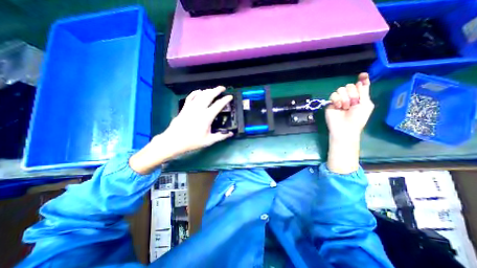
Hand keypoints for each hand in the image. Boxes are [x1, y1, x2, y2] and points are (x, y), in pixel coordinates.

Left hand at [130, 86, 233, 173]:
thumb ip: (220, 136)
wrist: (173, 141)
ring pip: (200, 95)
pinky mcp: (184, 108)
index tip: (230, 96)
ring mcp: (190, 107)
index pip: (218, 105)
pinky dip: (195, 93)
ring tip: (213, 89)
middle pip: (209, 95)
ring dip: (208, 90)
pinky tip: (199, 91)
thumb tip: (231, 134)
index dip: (225, 99)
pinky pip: (190, 97)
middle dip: (216, 90)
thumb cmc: (192, 142)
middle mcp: (199, 109)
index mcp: (206, 117)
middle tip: (222, 88)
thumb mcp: (208, 141)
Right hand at [327, 72, 373, 173]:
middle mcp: (349, 96)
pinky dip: (337, 100)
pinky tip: (338, 107)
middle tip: (353, 103)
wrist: (345, 127)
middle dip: (352, 94)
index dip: (362, 79)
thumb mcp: (366, 104)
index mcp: (359, 97)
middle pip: (350, 85)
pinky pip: (333, 95)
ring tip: (345, 107)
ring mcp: (339, 100)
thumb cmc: (358, 118)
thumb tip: (362, 79)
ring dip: (344, 98)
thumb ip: (364, 92)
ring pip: (340, 89)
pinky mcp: (330, 103)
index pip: (360, 84)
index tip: (363, 75)